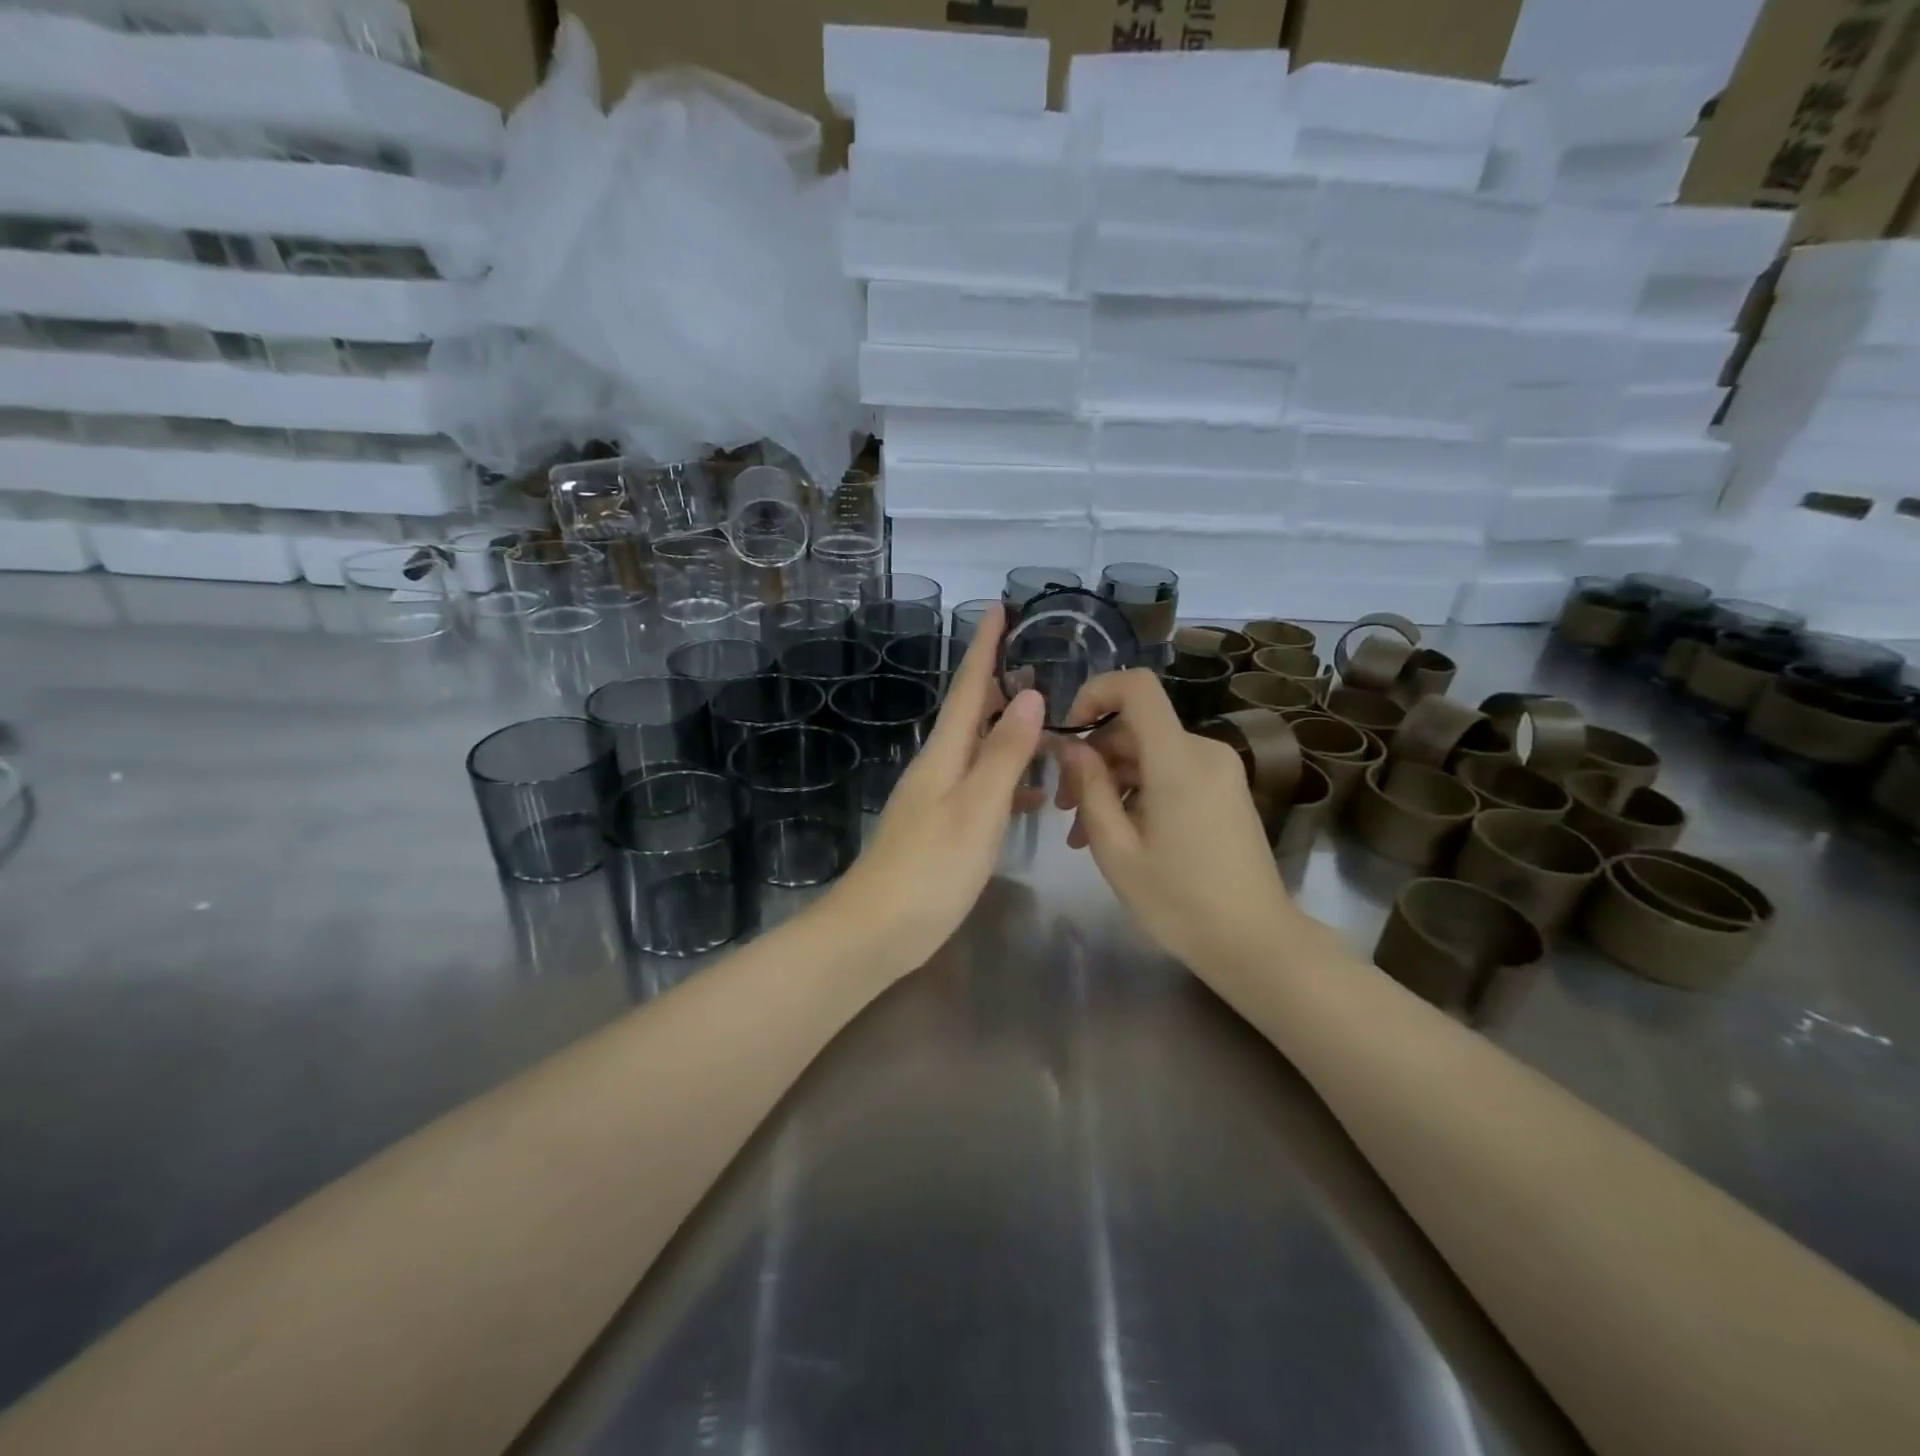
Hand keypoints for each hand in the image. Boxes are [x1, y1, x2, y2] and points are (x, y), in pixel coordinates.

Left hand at [825, 605, 1043, 971]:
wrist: (875, 931)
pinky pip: (980, 787)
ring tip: (1047, 723)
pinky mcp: (941, 829)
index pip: (969, 687)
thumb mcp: (976, 809)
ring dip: (1009, 733)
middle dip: (999, 683)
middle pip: (971, 713)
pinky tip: (1032, 795)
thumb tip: (1029, 693)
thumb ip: (1003, 754)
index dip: (984, 647)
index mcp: (944, 754)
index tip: (997, 606)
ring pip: (978, 751)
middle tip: (1036, 660)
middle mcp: (937, 767)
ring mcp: (936, 799)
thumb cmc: (930, 869)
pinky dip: (1008, 780)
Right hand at [1052, 669, 1301, 974]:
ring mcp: (1219, 771)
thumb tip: (1070, 747)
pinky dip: (1139, 792)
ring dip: (1112, 783)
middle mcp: (1204, 752)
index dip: (1096, 693)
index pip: (1137, 687)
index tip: (1068, 732)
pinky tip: (1119, 834)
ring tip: (1083, 834)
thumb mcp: (1117, 849)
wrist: (1256, 943)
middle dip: (1093, 758)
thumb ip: (1088, 789)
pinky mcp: (1225, 790)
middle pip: (1136, 727)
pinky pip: (1171, 772)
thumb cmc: (1179, 901)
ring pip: (1149, 754)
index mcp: (1178, 760)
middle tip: (1064, 808)